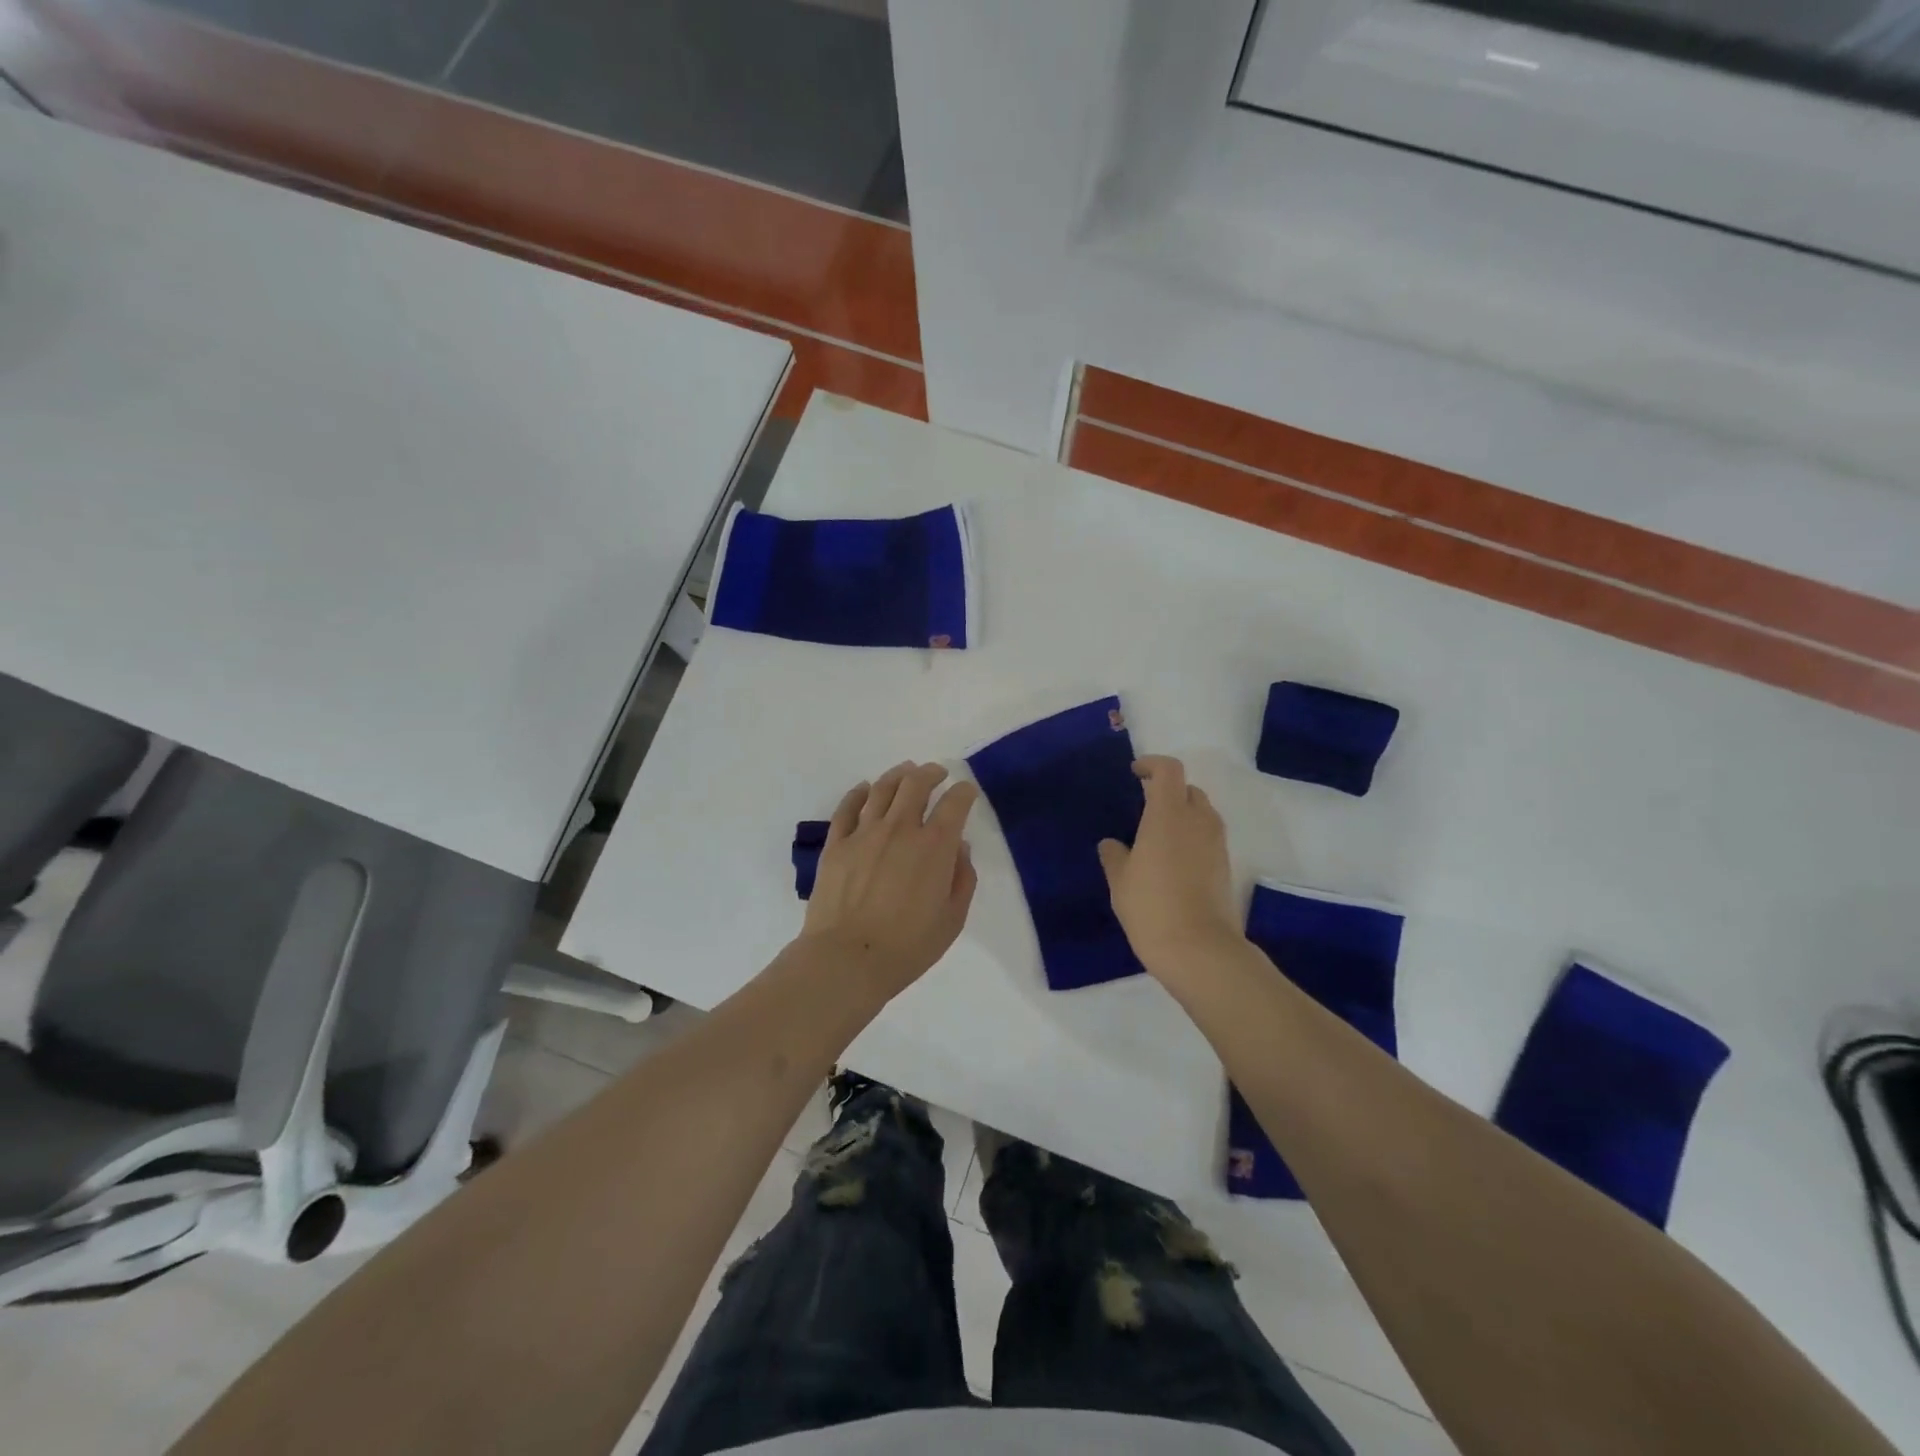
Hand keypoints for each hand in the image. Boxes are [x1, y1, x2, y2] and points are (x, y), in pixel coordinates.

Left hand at [801, 762, 979, 996]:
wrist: (847, 959)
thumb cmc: (908, 946)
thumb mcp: (952, 920)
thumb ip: (962, 879)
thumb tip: (959, 849)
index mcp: (934, 846)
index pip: (954, 804)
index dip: (964, 792)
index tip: (967, 792)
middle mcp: (900, 829)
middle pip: (916, 784)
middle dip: (931, 773)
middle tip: (936, 772)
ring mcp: (864, 833)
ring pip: (882, 789)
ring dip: (898, 775)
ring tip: (905, 772)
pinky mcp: (836, 843)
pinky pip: (847, 807)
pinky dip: (858, 792)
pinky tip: (864, 788)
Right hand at [1098, 756, 1243, 981]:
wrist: (1199, 950)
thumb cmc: (1152, 908)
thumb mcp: (1120, 882)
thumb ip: (1114, 856)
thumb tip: (1112, 844)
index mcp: (1168, 814)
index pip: (1169, 770)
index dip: (1152, 764)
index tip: (1134, 773)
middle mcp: (1197, 821)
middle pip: (1188, 789)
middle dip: (1167, 790)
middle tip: (1143, 805)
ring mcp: (1216, 844)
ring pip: (1202, 813)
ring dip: (1182, 813)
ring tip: (1157, 834)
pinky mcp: (1225, 866)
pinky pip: (1208, 837)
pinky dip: (1192, 836)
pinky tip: (1171, 860)